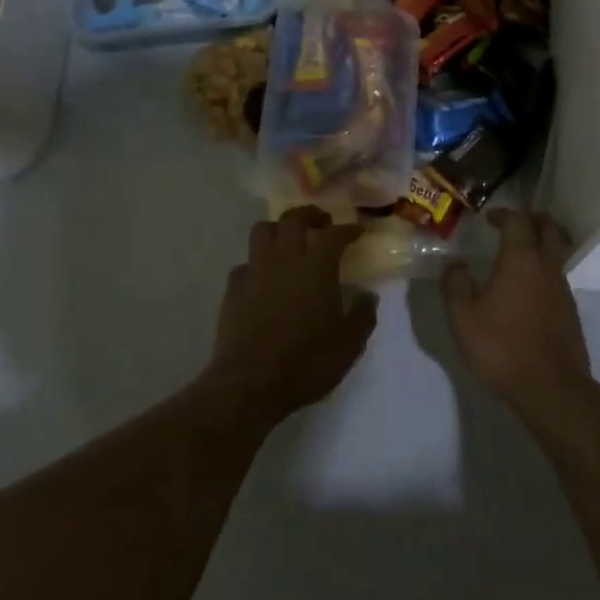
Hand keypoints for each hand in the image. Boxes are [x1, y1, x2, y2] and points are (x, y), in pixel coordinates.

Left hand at [205, 206, 377, 422]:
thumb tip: (368, 296)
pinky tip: (264, 278)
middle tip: (322, 223)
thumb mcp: (348, 346)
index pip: (334, 234)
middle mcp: (284, 260)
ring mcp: (254, 272)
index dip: (348, 229)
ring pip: (262, 231)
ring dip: (278, 229)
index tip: (357, 231)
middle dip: (310, 215)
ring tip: (289, 241)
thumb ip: (362, 316)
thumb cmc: (306, 363)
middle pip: (293, 219)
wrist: (249, 383)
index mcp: (316, 268)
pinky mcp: (232, 290)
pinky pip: (244, 263)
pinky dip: (257, 263)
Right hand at [442, 209, 593, 418]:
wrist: (551, 388)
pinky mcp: (569, 310)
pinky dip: (543, 269)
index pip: (518, 220)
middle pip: (548, 228)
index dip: (503, 214)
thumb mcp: (463, 318)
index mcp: (520, 259)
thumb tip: (455, 264)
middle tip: (511, 224)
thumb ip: (455, 285)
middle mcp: (546, 266)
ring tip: (516, 254)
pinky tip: (526, 289)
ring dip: (540, 243)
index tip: (488, 219)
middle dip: (531, 219)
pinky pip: (557, 275)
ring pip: (556, 251)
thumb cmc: (502, 347)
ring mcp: (562, 288)